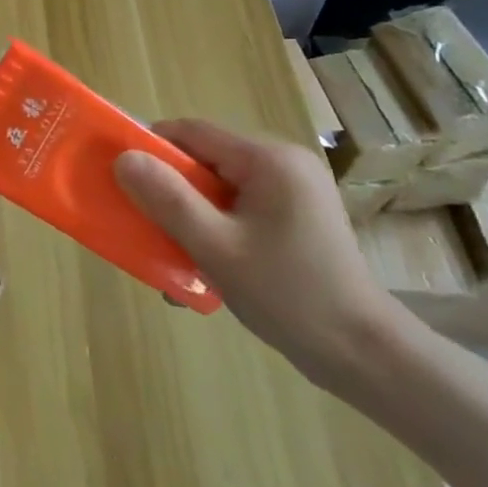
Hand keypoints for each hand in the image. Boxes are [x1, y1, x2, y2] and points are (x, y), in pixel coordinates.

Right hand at [113, 119, 407, 390]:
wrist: (364, 355)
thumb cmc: (288, 295)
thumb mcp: (215, 247)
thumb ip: (167, 199)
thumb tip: (123, 158)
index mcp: (268, 160)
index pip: (191, 132)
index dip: (151, 150)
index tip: (123, 182)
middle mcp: (284, 164)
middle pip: (204, 159)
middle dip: (170, 191)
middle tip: (147, 227)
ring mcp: (294, 191)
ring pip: (218, 187)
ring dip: (189, 216)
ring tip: (175, 255)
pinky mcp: (296, 216)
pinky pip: (238, 207)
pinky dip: (214, 227)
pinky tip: (206, 265)